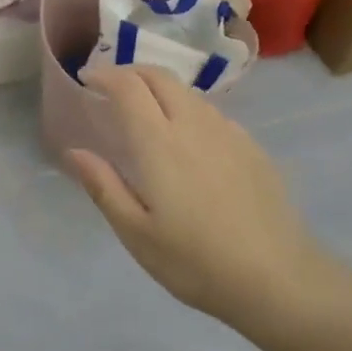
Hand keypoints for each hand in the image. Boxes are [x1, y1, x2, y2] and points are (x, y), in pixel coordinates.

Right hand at [66, 66, 327, 332]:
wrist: (277, 278)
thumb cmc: (195, 261)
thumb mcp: (136, 233)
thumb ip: (103, 186)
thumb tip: (74, 150)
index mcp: (159, 143)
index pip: (129, 87)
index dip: (104, 75)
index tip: (86, 79)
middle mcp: (194, 125)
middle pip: (160, 77)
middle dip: (131, 72)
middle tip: (111, 88)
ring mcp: (228, 133)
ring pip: (188, 92)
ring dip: (160, 89)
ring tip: (146, 112)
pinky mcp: (252, 147)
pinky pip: (212, 113)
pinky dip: (188, 109)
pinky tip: (188, 139)